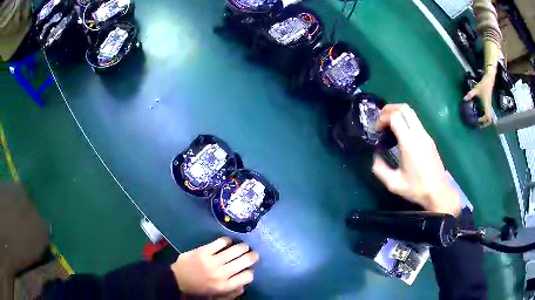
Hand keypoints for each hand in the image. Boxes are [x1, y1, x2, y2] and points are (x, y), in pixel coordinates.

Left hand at [171, 237, 258, 297]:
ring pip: (234, 250)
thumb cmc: (198, 290)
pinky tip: (228, 241)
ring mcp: (212, 261)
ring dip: (242, 247)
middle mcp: (221, 273)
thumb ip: (232, 293)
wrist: (176, 280)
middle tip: (253, 254)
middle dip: (252, 256)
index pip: (247, 276)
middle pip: (244, 261)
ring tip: (244, 246)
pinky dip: (227, 240)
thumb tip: (244, 285)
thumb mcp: (216, 297)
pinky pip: (220, 242)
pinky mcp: (203, 251)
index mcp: (225, 286)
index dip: (251, 272)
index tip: (249, 269)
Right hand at [372, 104, 460, 215]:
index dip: (383, 118)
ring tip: (389, 124)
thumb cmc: (417, 188)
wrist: (438, 191)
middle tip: (381, 120)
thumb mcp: (394, 184)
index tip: (377, 129)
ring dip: (398, 113)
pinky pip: (416, 121)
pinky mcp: (429, 138)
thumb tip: (375, 156)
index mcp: (409, 144)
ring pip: (411, 112)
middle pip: (404, 108)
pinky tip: (400, 133)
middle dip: (389, 109)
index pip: (396, 117)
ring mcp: (426, 135)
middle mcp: (419, 135)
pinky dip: (405, 120)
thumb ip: (380, 169)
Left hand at [464, 71, 496, 127]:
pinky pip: (489, 114)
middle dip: (485, 124)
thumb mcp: (476, 89)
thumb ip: (470, 94)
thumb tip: (464, 99)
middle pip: (489, 120)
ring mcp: (490, 106)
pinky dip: (486, 117)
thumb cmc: (483, 85)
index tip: (477, 120)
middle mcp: (489, 107)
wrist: (489, 80)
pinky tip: (481, 117)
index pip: (487, 116)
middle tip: (479, 125)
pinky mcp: (489, 105)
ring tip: (480, 123)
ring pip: (490, 117)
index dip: (483, 120)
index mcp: (486, 105)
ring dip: (485, 122)